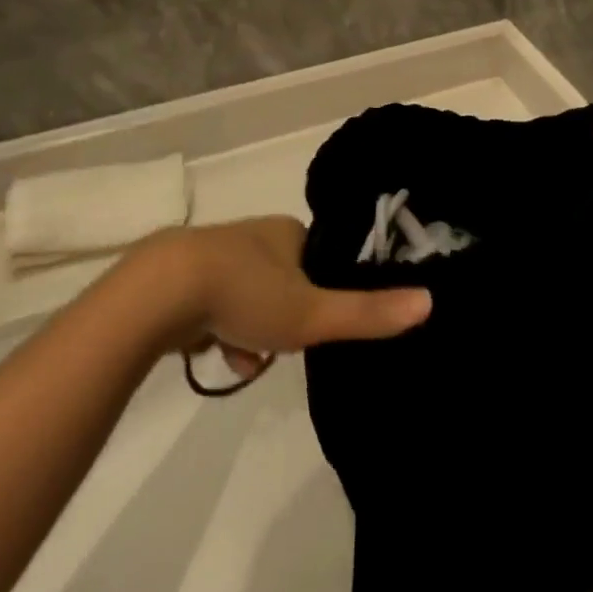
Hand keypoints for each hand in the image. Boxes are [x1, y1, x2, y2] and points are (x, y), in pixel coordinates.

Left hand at [145, 217, 430, 377]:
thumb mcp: (312, 312)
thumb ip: (367, 313)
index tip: (323, 323)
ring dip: (258, 333)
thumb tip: (430, 301)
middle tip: (288, 343)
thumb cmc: (246, 293)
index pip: (322, 260)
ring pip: (255, 299)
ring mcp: (221, 255)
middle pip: (289, 282)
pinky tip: (222, 355)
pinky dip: (227, 332)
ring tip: (250, 360)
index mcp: (287, 232)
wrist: (162, 292)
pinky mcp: (191, 279)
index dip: (327, 293)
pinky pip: (222, 308)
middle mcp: (256, 235)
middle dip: (290, 319)